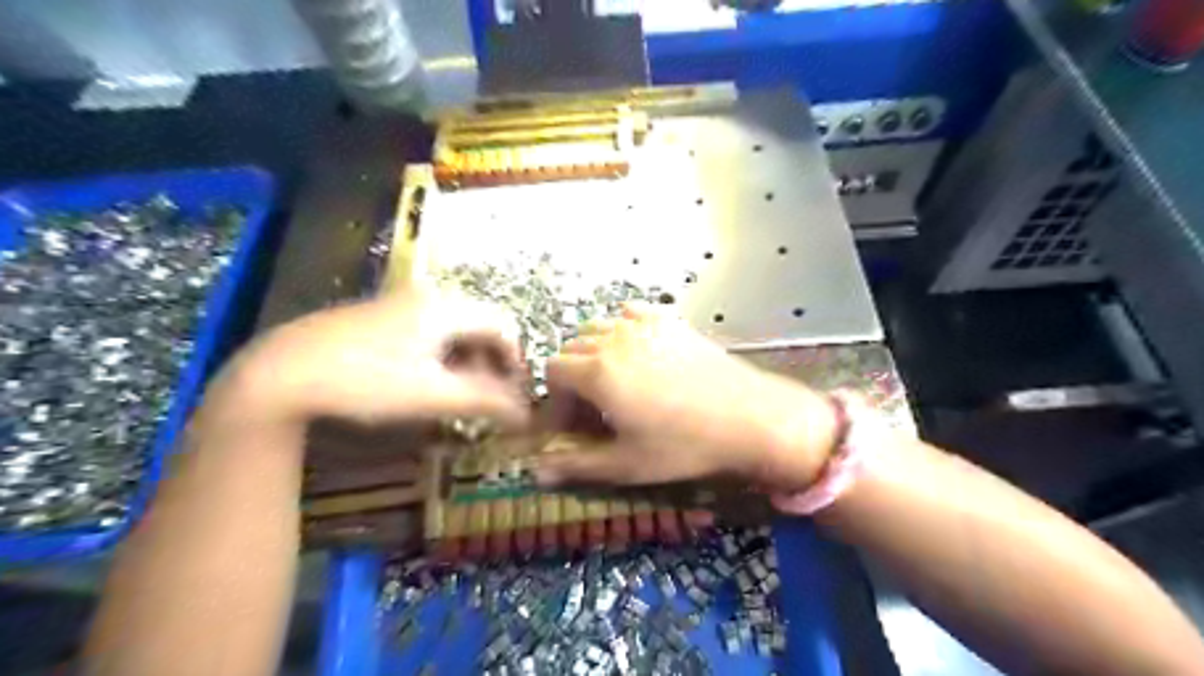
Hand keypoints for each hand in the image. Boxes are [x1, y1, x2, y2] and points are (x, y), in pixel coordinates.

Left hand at [203, 288, 527, 430]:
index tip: (515, 396)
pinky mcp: (374, 318)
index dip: (516, 362)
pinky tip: (423, 384)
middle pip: (479, 326)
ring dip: (466, 362)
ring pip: (451, 331)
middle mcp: (426, 297)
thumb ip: (487, 402)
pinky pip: (425, 334)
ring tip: (459, 396)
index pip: (503, 327)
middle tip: (489, 399)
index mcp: (447, 308)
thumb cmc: (366, 382)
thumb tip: (528, 414)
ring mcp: (397, 305)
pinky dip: (439, 358)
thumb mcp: (434, 396)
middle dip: (491, 364)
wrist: (278, 374)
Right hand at [536, 307, 840, 491]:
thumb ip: (576, 465)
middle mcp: (614, 339)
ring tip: (613, 382)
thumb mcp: (627, 464)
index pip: (553, 371)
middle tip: (592, 408)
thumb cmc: (685, 445)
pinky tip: (636, 352)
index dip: (555, 398)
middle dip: (572, 377)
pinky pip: (629, 313)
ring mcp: (643, 325)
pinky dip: (620, 329)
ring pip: (597, 328)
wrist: (748, 417)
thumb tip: (536, 472)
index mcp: (598, 372)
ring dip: (593, 352)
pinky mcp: (669, 320)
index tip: (571, 423)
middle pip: (572, 348)